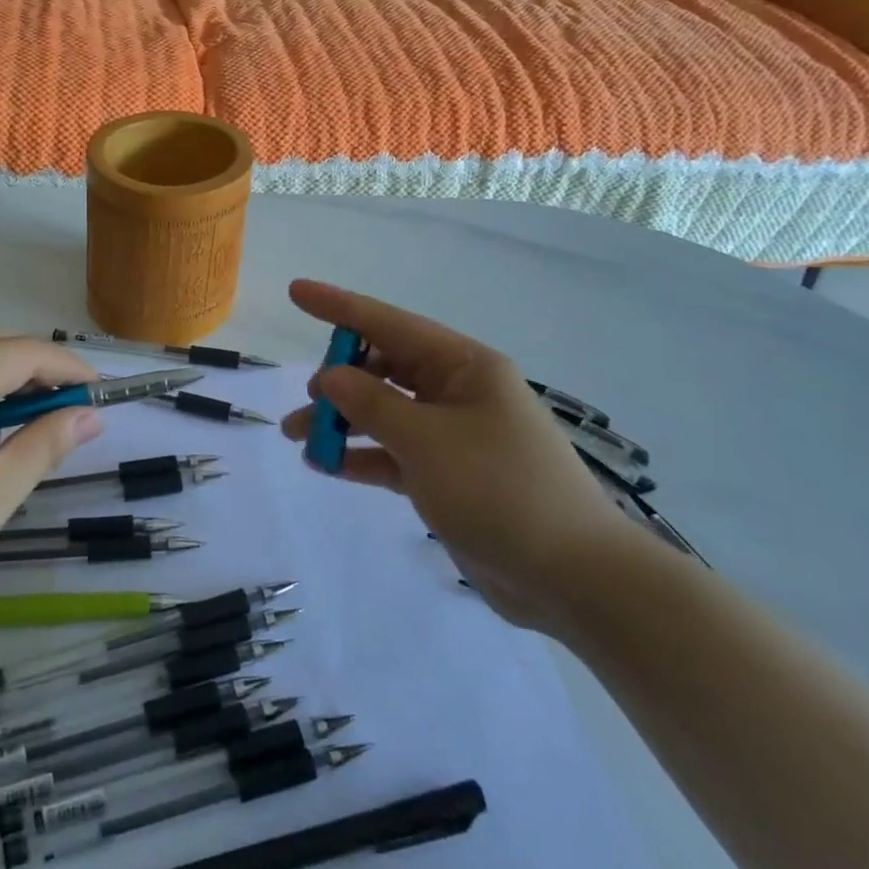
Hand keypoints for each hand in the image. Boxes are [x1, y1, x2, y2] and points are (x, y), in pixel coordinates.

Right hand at [280, 280, 636, 634]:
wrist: (571, 577)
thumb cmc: (500, 490)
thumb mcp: (426, 441)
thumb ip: (371, 403)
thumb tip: (330, 376)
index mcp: (465, 367)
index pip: (390, 324)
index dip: (339, 306)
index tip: (297, 291)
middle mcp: (459, 392)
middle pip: (385, 368)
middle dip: (339, 379)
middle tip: (305, 401)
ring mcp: (454, 436)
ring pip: (385, 413)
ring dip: (343, 422)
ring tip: (298, 437)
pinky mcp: (448, 476)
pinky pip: (394, 453)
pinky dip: (362, 455)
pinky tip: (327, 465)